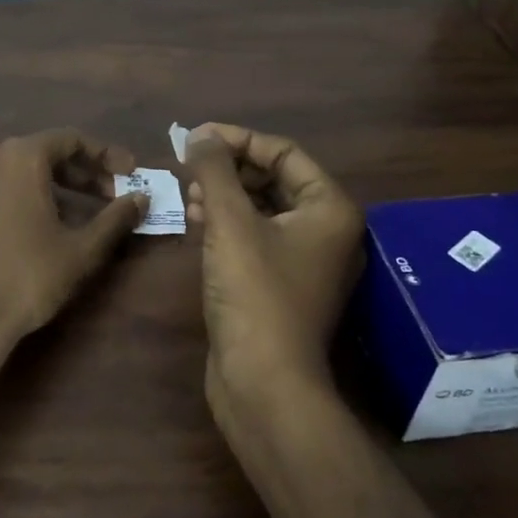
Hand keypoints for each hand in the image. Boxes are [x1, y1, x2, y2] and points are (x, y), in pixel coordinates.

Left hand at [0, 129, 147, 378]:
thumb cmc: (29, 279)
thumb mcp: (83, 249)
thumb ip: (116, 217)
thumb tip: (142, 197)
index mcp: (18, 159)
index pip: (69, 139)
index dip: (104, 154)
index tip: (128, 173)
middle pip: (37, 155)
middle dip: (76, 174)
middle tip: (106, 196)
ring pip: (7, 177)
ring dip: (41, 189)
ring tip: (67, 218)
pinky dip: (7, 209)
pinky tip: (21, 236)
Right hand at [183, 123, 364, 412]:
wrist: (264, 383)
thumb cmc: (254, 293)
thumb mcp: (230, 223)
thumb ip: (215, 171)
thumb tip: (200, 135)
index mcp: (329, 208)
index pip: (284, 152)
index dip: (238, 139)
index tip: (196, 137)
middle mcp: (326, 230)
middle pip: (274, 179)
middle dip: (229, 169)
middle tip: (188, 165)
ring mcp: (306, 261)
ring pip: (262, 209)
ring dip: (224, 195)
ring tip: (187, 192)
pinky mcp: (283, 284)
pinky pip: (256, 238)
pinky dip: (227, 224)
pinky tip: (195, 221)